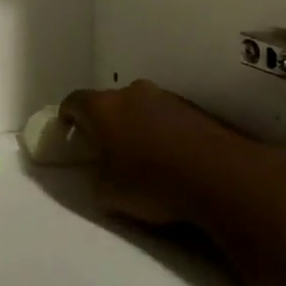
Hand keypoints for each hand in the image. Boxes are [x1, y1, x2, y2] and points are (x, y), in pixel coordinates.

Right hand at [58, 80, 255, 226]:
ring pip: (140, 106)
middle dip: (104, 121)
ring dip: (135, 124)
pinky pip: (166, 116)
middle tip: (105, 146)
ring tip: (141, 153)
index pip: (74, 101)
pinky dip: (162, 130)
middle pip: (109, 102)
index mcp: (103, 107)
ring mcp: (165, 97)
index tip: (67, 130)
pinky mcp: (193, 108)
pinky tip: (169, 155)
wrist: (218, 174)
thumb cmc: (152, 183)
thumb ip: (96, 176)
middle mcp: (132, 92)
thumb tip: (100, 171)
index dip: (67, 115)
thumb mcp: (108, 193)